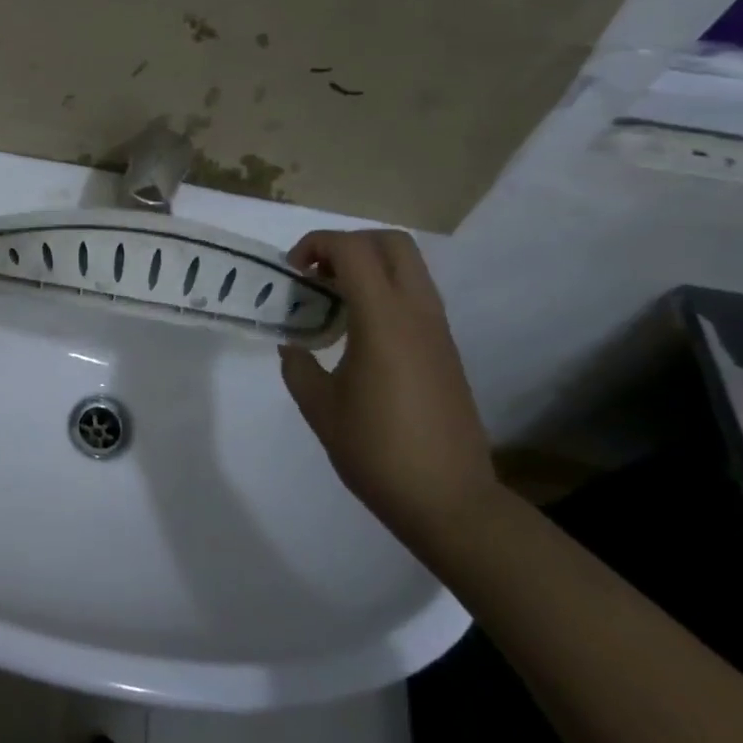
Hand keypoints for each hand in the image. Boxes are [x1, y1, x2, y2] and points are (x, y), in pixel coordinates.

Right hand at [278, 230, 496, 542]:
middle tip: (317, 274)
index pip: (353, 250)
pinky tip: (358, 331)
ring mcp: (438, 331)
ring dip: (368, 266)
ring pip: (409, 267)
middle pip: (392, 242)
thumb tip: (294, 347)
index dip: (317, 245)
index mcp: (384, 321)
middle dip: (348, 244)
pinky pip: (416, 297)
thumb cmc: (377, 452)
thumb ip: (299, 367)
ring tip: (332, 300)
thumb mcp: (320, 408)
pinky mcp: (446, 350)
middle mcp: (418, 314)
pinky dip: (384, 292)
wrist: (450, 500)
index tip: (292, 272)